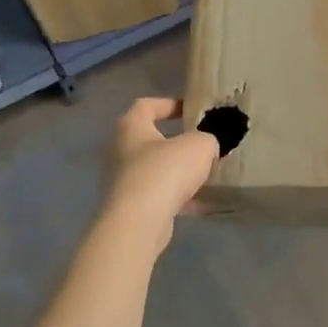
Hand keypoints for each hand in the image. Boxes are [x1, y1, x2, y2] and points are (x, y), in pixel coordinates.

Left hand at [103, 98, 220, 244]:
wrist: (139, 222)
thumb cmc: (165, 171)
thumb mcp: (199, 146)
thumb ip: (207, 139)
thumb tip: (206, 146)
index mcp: (131, 127)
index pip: (146, 105)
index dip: (169, 104)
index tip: (191, 110)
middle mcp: (120, 151)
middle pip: (150, 140)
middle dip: (176, 142)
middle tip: (201, 144)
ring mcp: (123, 181)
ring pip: (155, 170)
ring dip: (178, 172)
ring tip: (205, 175)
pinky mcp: (130, 207)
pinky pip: (159, 196)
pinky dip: (179, 198)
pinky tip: (202, 203)